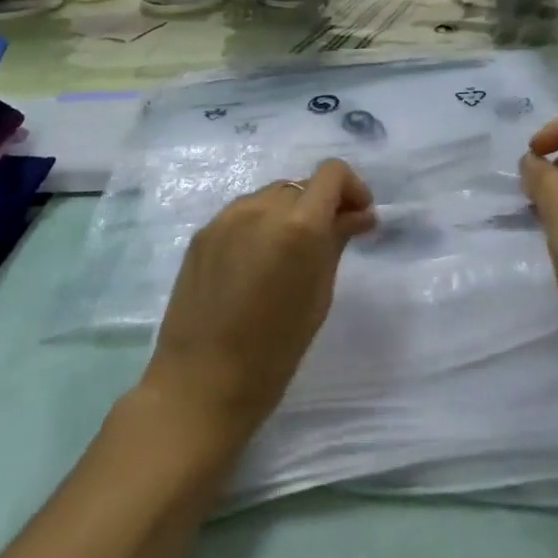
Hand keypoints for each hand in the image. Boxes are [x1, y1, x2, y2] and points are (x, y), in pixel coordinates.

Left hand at [141, 158, 376, 447]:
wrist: (199, 384)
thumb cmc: (273, 352)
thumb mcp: (319, 296)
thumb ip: (337, 242)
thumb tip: (358, 215)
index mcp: (299, 224)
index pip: (332, 173)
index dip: (352, 188)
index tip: (358, 217)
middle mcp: (263, 207)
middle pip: (302, 186)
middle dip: (321, 205)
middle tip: (328, 241)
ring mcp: (228, 217)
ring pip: (271, 196)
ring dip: (289, 213)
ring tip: (288, 255)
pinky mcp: (203, 232)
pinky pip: (243, 214)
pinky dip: (260, 226)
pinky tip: (255, 264)